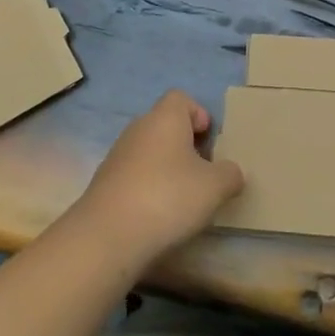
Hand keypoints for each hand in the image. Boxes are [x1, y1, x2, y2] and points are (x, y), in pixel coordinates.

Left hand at [69, 91, 244, 272]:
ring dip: (166, 168)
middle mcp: (138, 129)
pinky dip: (147, 189)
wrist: (107, 236)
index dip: (198, 114)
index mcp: (165, 118)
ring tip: (182, 198)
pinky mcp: (104, 185)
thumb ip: (230, 174)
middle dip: (185, 145)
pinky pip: (133, 177)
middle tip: (203, 171)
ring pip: (148, 152)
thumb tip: (231, 172)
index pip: (181, 98)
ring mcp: (116, 156)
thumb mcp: (215, 187)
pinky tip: (157, 216)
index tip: (210, 140)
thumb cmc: (168, 197)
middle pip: (164, 125)